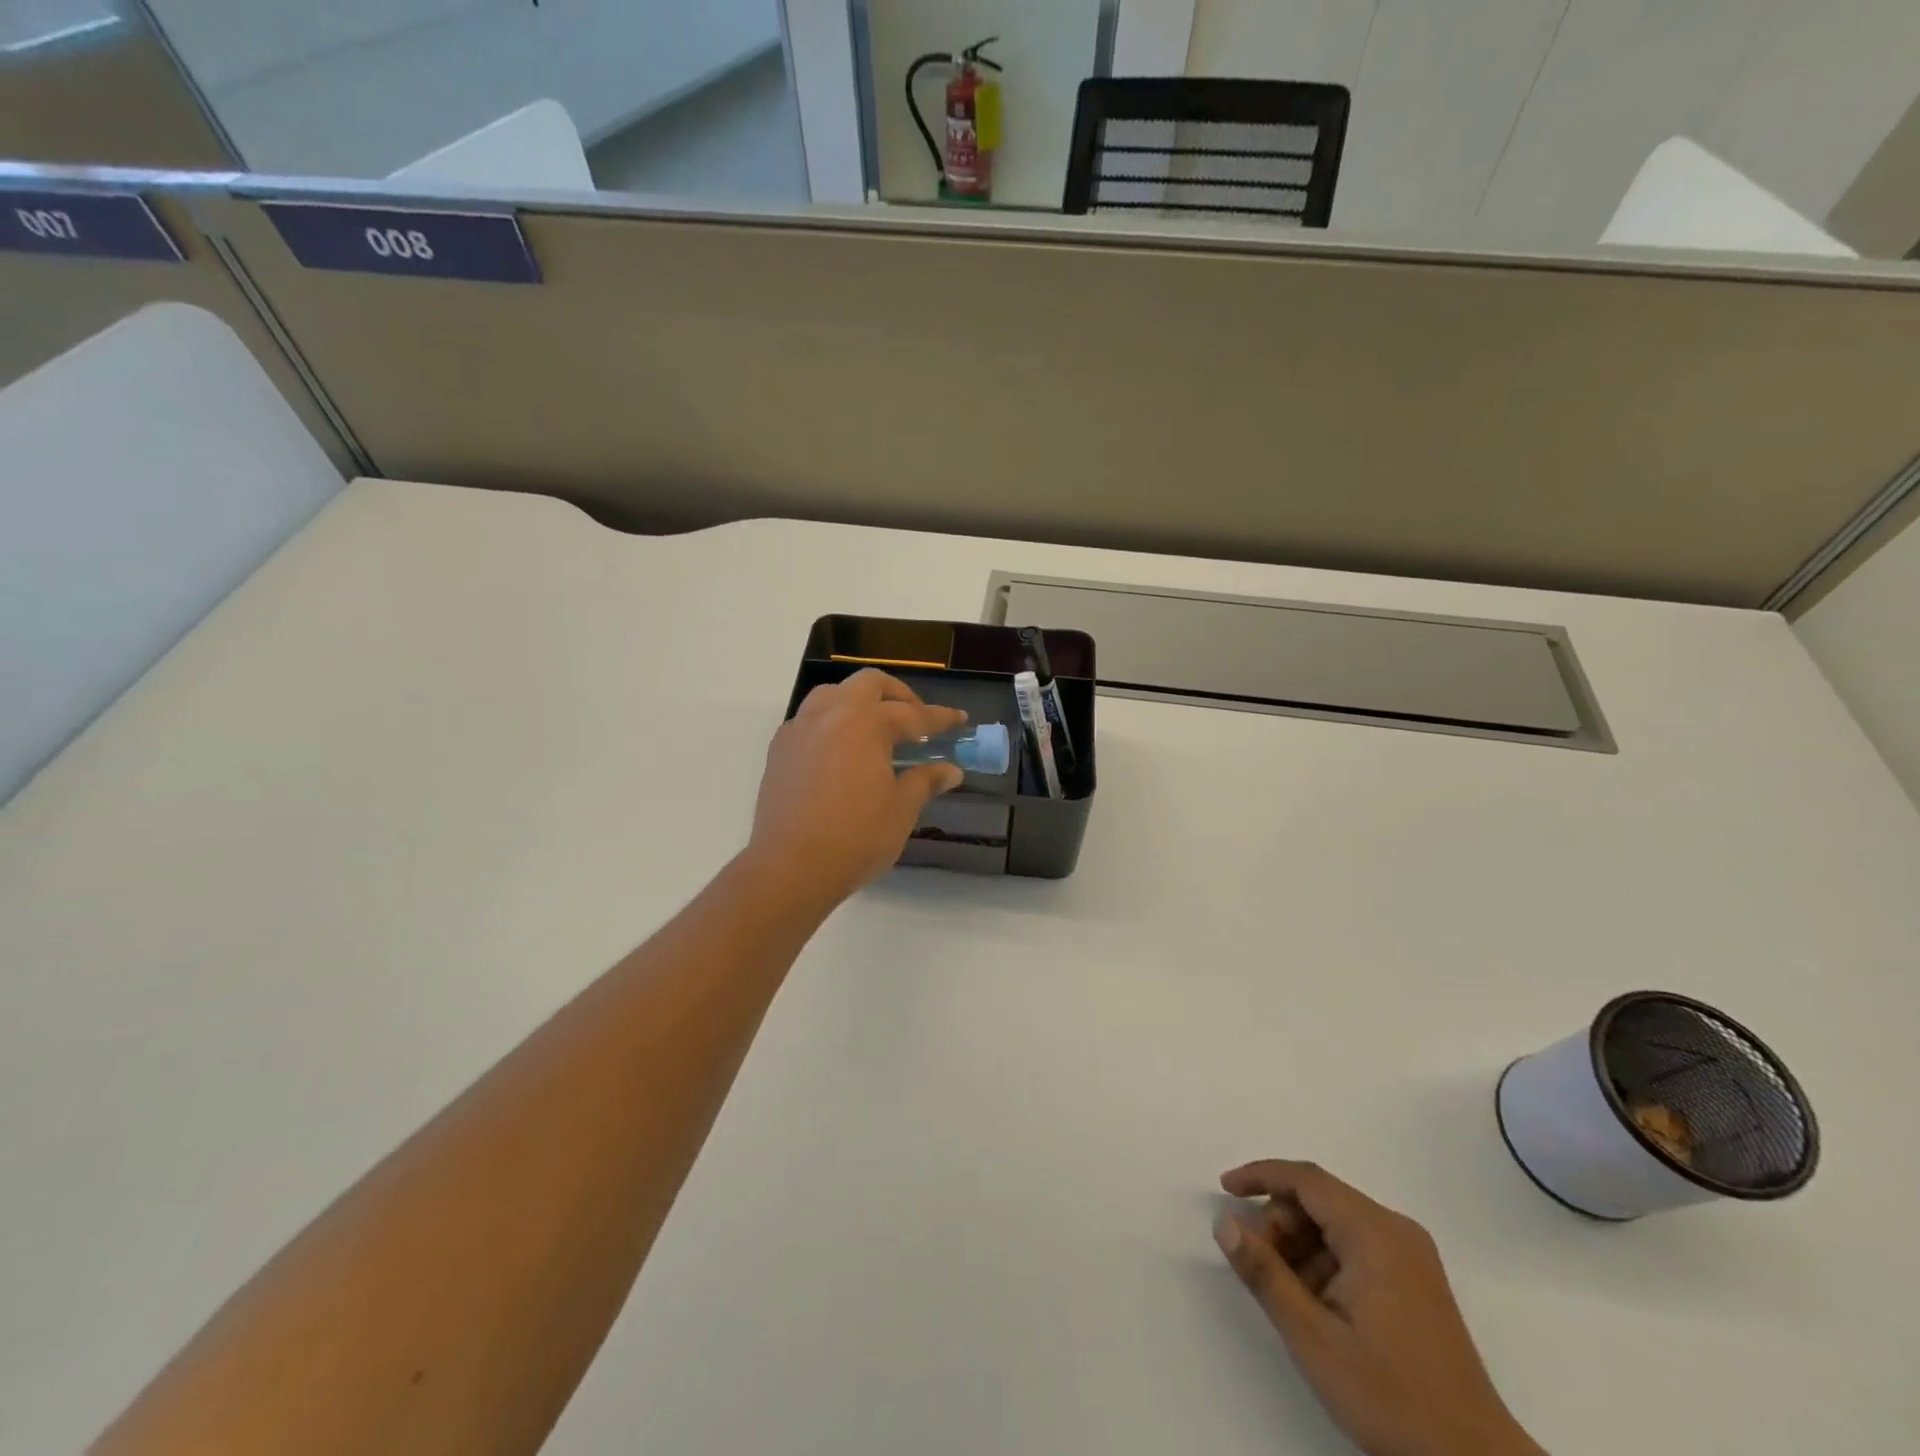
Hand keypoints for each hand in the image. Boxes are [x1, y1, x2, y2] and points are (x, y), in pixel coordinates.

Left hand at [747, 670, 966, 909]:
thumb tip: (950, 770)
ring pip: (832, 695)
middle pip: (867, 684)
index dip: (940, 718)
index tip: (960, 720)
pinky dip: (831, 723)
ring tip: (875, 728)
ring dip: (858, 701)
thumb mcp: (901, 809)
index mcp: (864, 723)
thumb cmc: (856, 836)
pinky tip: (840, 751)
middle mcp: (829, 714)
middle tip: (916, 718)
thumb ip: (925, 781)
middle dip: (897, 694)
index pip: (911, 713)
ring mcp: (799, 730)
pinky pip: (809, 720)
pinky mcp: (780, 751)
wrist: (790, 867)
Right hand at [1214, 1160, 1543, 1455]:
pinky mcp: (1417, 1282)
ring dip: (1301, 1246)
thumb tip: (1224, 1223)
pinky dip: (1326, 1262)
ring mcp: (1411, 1256)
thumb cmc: (1390, 1396)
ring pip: (1336, 1225)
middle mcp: (1396, 1231)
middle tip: (1259, 1265)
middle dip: (1281, 1223)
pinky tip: (1317, 1305)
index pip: (1306, 1179)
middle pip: (1320, 1200)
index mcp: (1375, 1233)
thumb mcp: (1313, 1337)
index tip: (1225, 1188)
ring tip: (1288, 1295)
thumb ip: (1264, 1273)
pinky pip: (1357, 1248)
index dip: (1260, 1176)